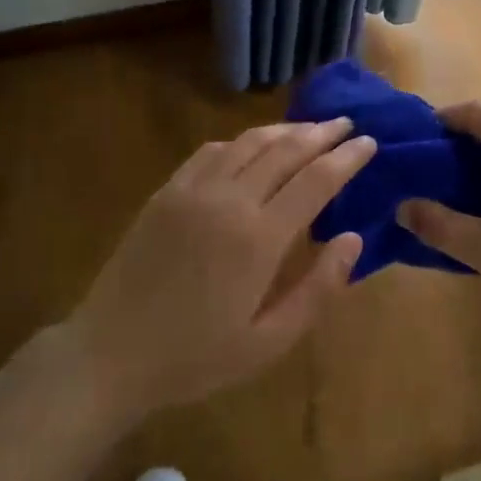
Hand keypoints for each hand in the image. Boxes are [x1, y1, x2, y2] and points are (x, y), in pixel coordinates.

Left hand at [67, 118, 375, 418]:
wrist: (111, 353)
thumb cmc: (196, 357)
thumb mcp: (269, 342)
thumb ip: (317, 289)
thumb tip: (354, 239)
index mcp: (260, 238)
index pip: (316, 180)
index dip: (347, 158)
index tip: (369, 142)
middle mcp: (230, 200)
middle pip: (285, 150)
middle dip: (321, 133)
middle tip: (347, 124)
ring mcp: (193, 190)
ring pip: (248, 143)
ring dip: (284, 130)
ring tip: (309, 127)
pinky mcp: (167, 192)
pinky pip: (210, 151)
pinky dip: (240, 142)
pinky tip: (250, 145)